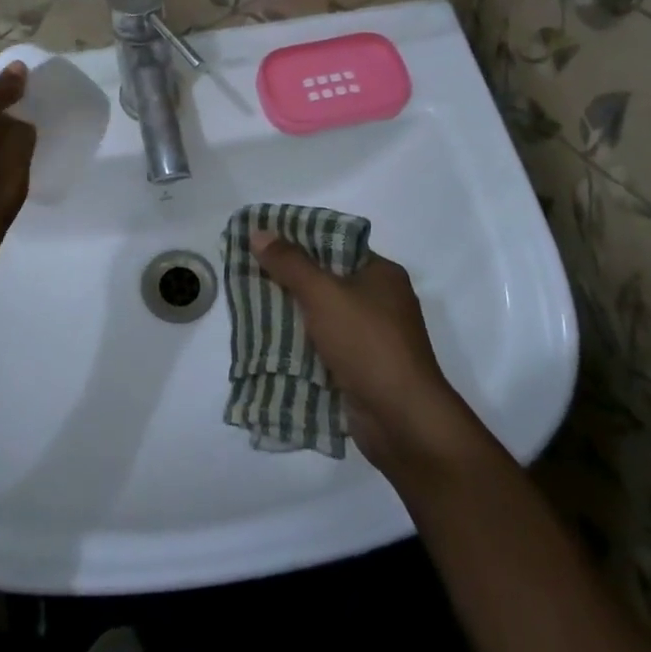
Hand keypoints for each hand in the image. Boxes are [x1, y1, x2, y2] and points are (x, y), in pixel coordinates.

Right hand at [249, 232, 483, 478]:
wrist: (402, 419)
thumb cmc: (367, 344)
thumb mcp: (324, 294)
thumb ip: (290, 263)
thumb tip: (259, 232)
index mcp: (381, 274)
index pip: (335, 245)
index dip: (299, 240)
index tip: (263, 240)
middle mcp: (381, 302)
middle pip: (326, 280)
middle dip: (288, 279)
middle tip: (249, 272)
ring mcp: (372, 337)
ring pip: (322, 315)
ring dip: (291, 314)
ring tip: (250, 304)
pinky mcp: (362, 368)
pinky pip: (324, 346)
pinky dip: (300, 344)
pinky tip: (268, 342)